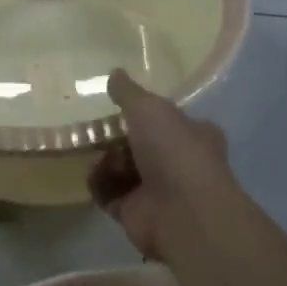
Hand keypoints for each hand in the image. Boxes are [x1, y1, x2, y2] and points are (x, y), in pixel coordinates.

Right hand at [89, 70, 242, 260]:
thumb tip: (114, 72)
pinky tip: (94, 175)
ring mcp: (156, 189)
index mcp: (192, 133)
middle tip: (95, 129)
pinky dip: (99, 184)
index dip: (143, 112)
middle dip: (115, 137)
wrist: (183, 213)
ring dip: (105, 160)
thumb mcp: (150, 108)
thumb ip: (128, 92)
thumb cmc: (174, 151)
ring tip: (98, 155)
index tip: (118, 106)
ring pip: (120, 167)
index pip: (166, 118)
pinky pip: (108, 192)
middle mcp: (177, 161)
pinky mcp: (134, 212)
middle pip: (138, 143)